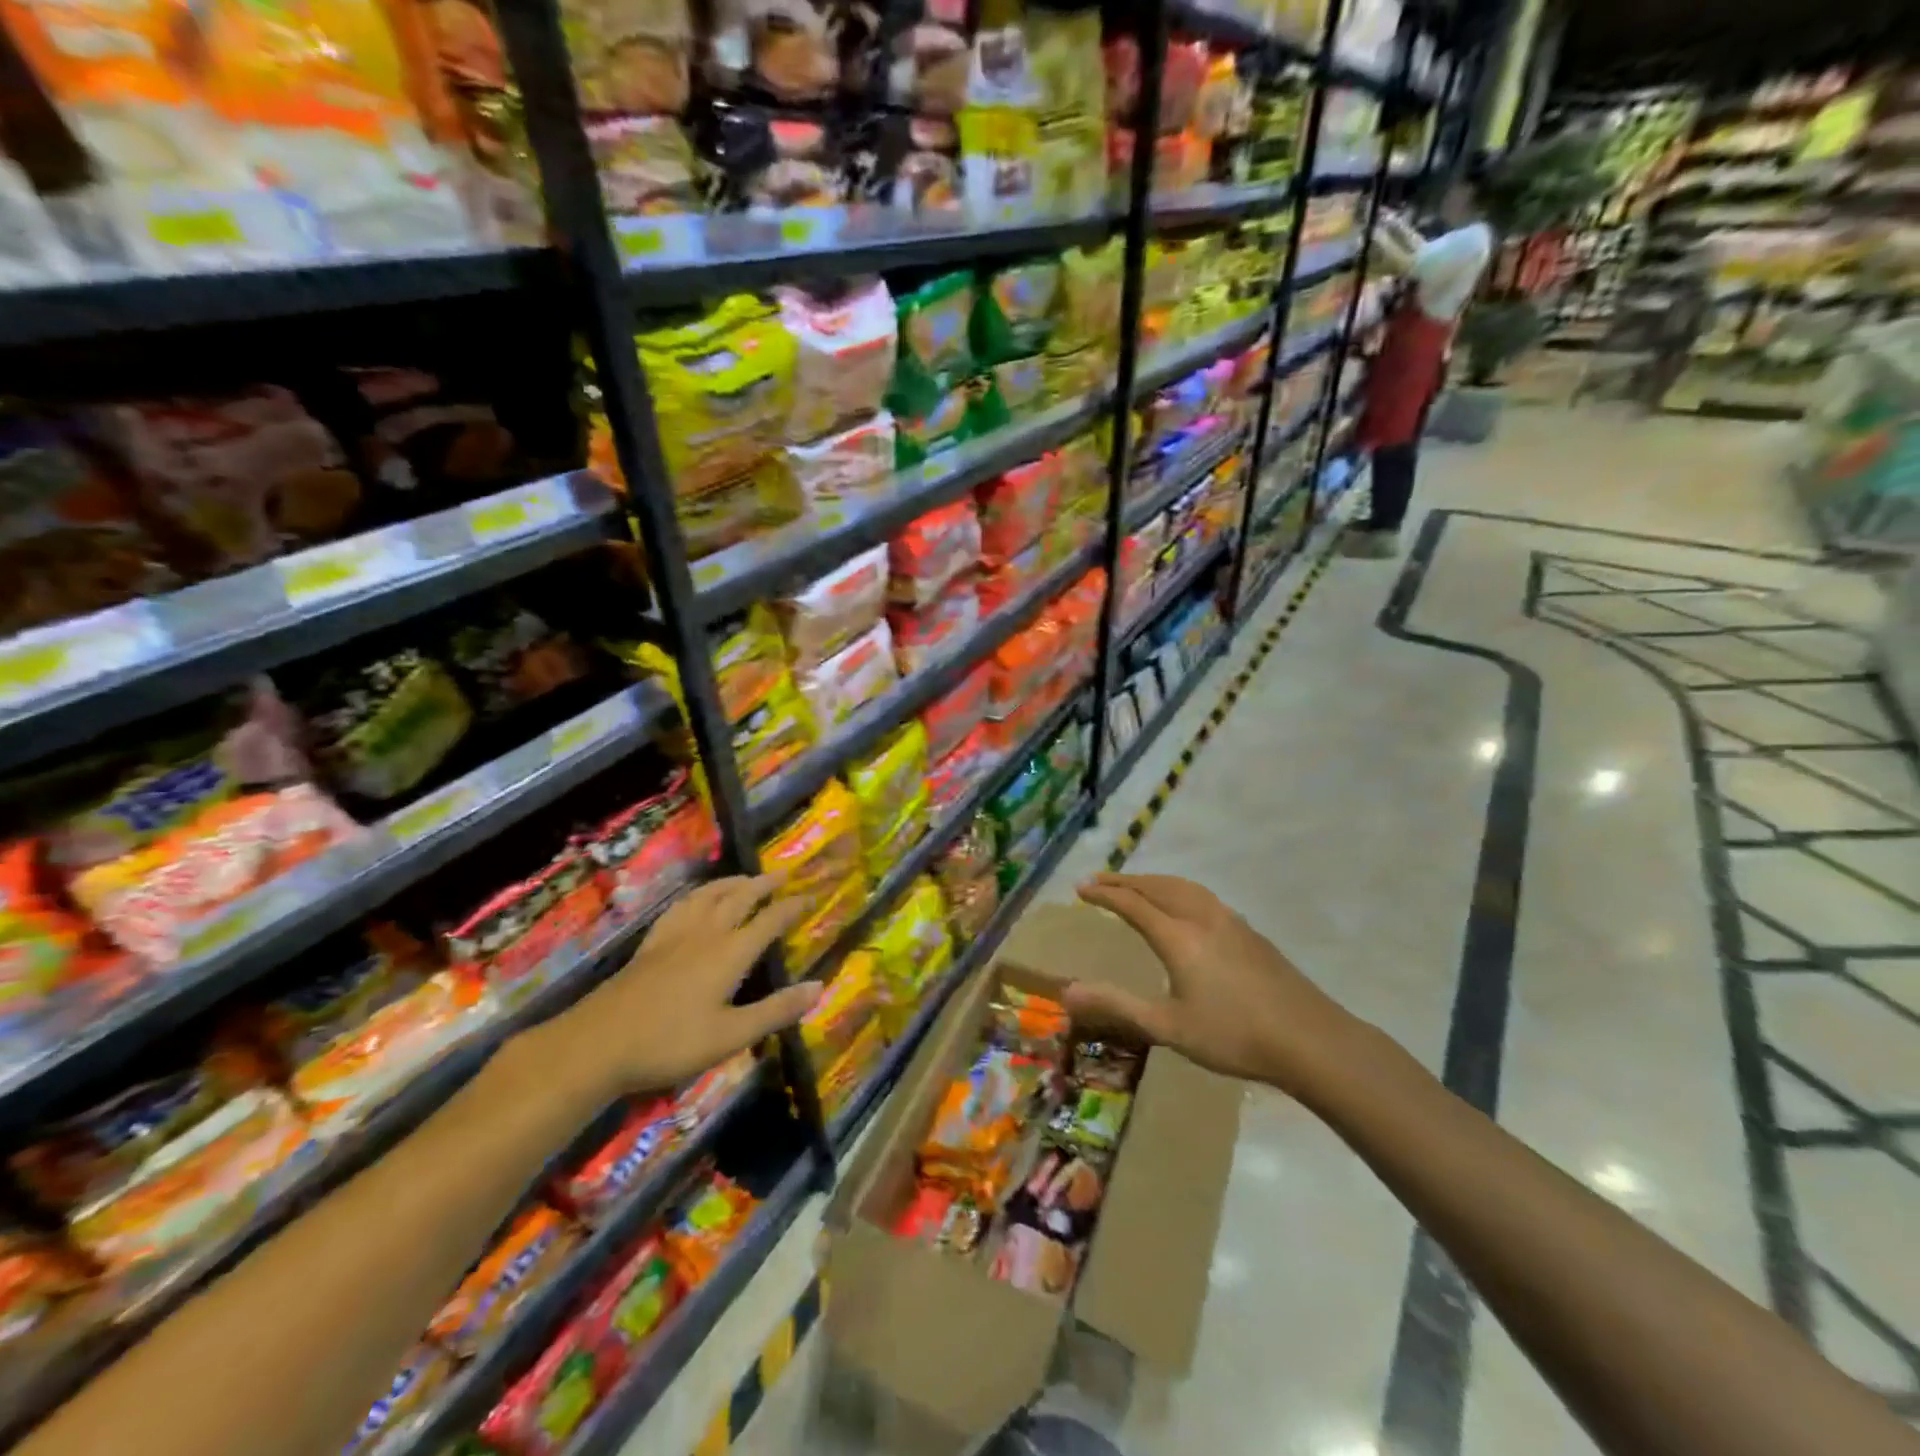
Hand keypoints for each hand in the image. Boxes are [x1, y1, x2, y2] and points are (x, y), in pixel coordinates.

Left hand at [542, 876, 818, 1097]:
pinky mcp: (651, 944)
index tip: (811, 896)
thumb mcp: (731, 1035)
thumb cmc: (670, 1042)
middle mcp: (706, 933)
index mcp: (730, 953)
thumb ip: (776, 1010)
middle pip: (740, 897)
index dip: (793, 906)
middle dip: (764, 884)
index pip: (770, 920)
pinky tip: (695, 900)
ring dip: (732, 883)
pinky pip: (681, 906)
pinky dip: (698, 895)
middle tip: (783, 875)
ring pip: (708, 896)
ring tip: (745, 879)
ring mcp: (675, 936)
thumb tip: (820, 986)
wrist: (597, 1043)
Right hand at [1064, 873, 1360, 1099]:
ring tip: (1134, 885)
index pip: (1132, 903)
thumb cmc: (1232, 1036)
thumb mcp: (1167, 1027)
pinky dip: (1177, 889)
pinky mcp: (1249, 931)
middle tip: (1098, 880)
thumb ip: (1117, 1005)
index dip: (1103, 894)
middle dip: (1124, 880)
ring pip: (1183, 886)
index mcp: (1178, 937)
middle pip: (1156, 886)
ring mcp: (1229, 920)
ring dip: (1152, 881)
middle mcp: (1201, 917)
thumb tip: (1067, 992)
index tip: (1079, 888)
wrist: (1309, 1039)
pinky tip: (1182, 905)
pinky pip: (1202, 895)